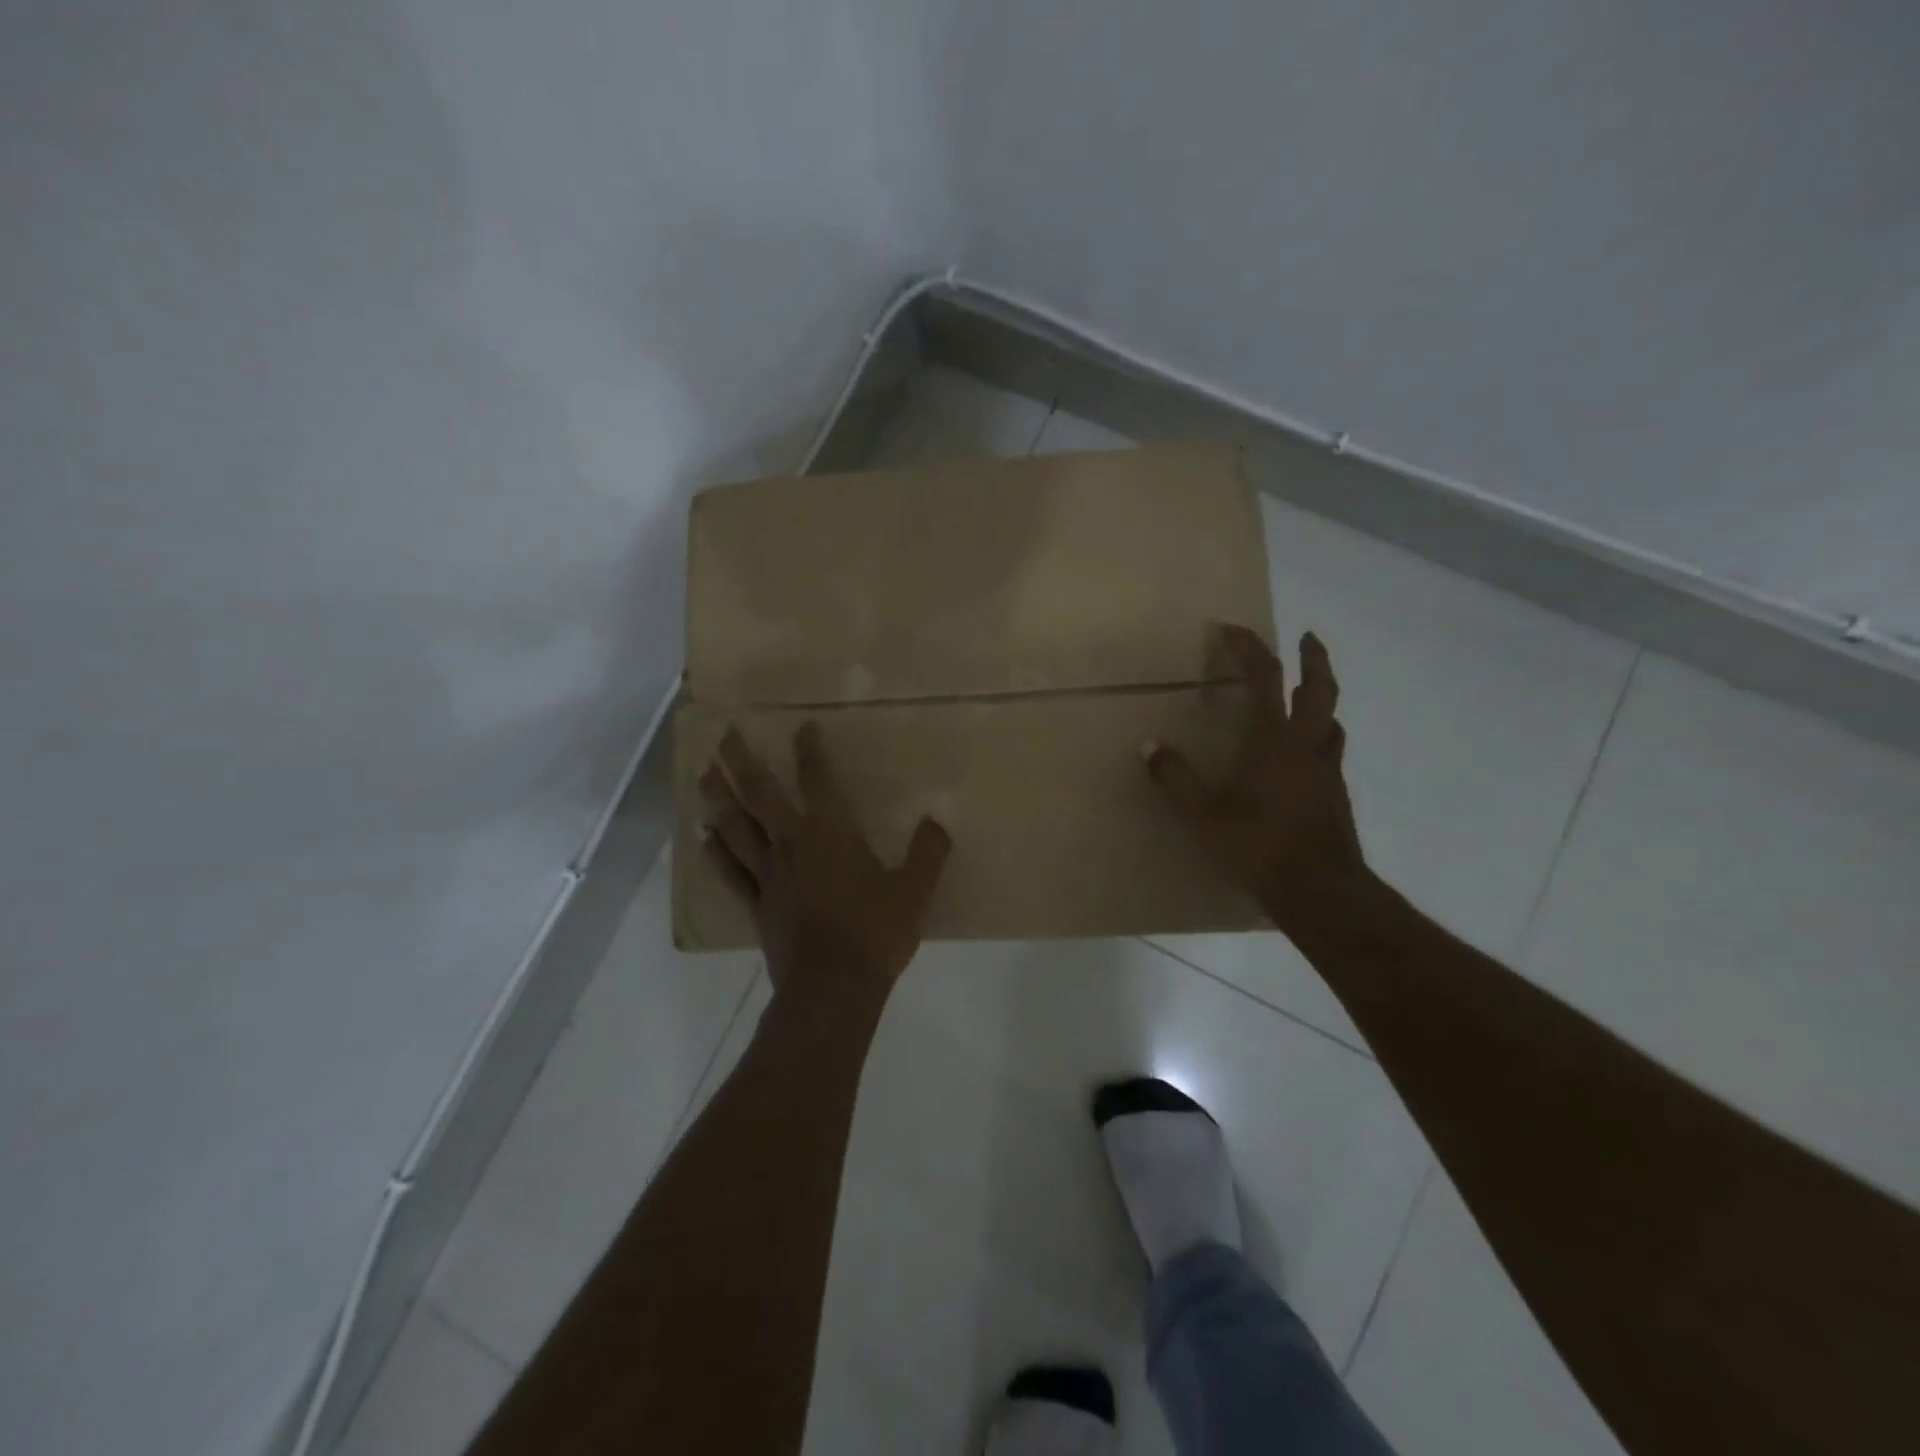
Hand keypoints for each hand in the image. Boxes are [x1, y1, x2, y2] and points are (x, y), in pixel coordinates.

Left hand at [700, 723, 950, 996]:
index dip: (810, 751)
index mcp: (830, 833)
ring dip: (718, 798)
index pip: (817, 780)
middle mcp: (792, 844)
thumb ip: (928, 852)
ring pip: (736, 828)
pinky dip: (716, 853)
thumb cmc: (874, 933)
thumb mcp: (915, 891)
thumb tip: (938, 821)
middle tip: (725, 735)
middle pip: (759, 794)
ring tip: (703, 774)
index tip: (802, 727)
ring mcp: (769, 875)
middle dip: (741, 762)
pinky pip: (731, 872)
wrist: (832, 989)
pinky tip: (704, 838)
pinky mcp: (757, 906)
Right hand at [1145, 625, 1366, 935]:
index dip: (1251, 648)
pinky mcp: (1335, 795)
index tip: (1232, 630)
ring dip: (1321, 697)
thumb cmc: (1259, 847)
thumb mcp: (1203, 815)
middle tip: (1307, 639)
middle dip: (1314, 658)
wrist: (1321, 891)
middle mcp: (1307, 746)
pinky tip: (1302, 754)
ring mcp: (1327, 771)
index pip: (1266, 678)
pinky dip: (1318, 734)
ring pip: (1331, 720)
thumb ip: (1175, 778)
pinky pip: (1329, 749)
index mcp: (1274, 741)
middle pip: (1319, 689)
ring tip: (1306, 693)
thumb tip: (1149, 746)